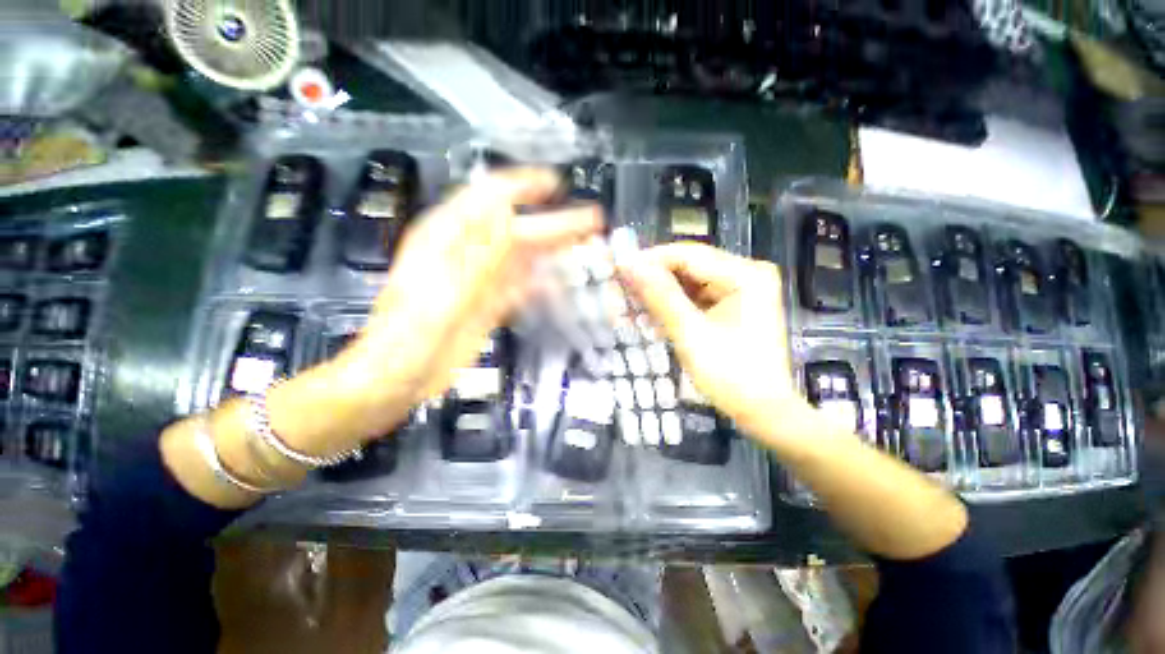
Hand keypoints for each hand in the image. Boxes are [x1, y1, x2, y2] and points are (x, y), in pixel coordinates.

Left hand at [329, 168, 601, 437]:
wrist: (397, 379)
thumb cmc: (409, 336)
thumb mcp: (442, 293)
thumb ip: (477, 255)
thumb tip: (509, 217)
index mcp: (447, 238)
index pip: (490, 198)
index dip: (524, 187)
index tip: (557, 184)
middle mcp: (468, 253)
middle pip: (517, 228)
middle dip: (554, 222)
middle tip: (590, 221)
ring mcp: (482, 280)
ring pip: (524, 257)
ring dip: (553, 250)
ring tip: (585, 245)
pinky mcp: (490, 304)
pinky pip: (522, 285)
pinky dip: (542, 282)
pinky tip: (561, 282)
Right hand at [617, 242, 819, 442]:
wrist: (762, 412)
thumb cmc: (730, 374)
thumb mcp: (690, 333)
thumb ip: (660, 295)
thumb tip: (629, 264)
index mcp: (745, 275)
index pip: (688, 255)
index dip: (650, 260)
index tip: (619, 270)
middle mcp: (747, 274)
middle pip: (689, 267)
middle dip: (654, 280)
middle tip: (621, 290)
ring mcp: (742, 290)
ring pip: (690, 283)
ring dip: (661, 296)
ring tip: (631, 307)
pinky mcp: (734, 306)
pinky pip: (697, 298)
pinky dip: (674, 307)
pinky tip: (652, 319)